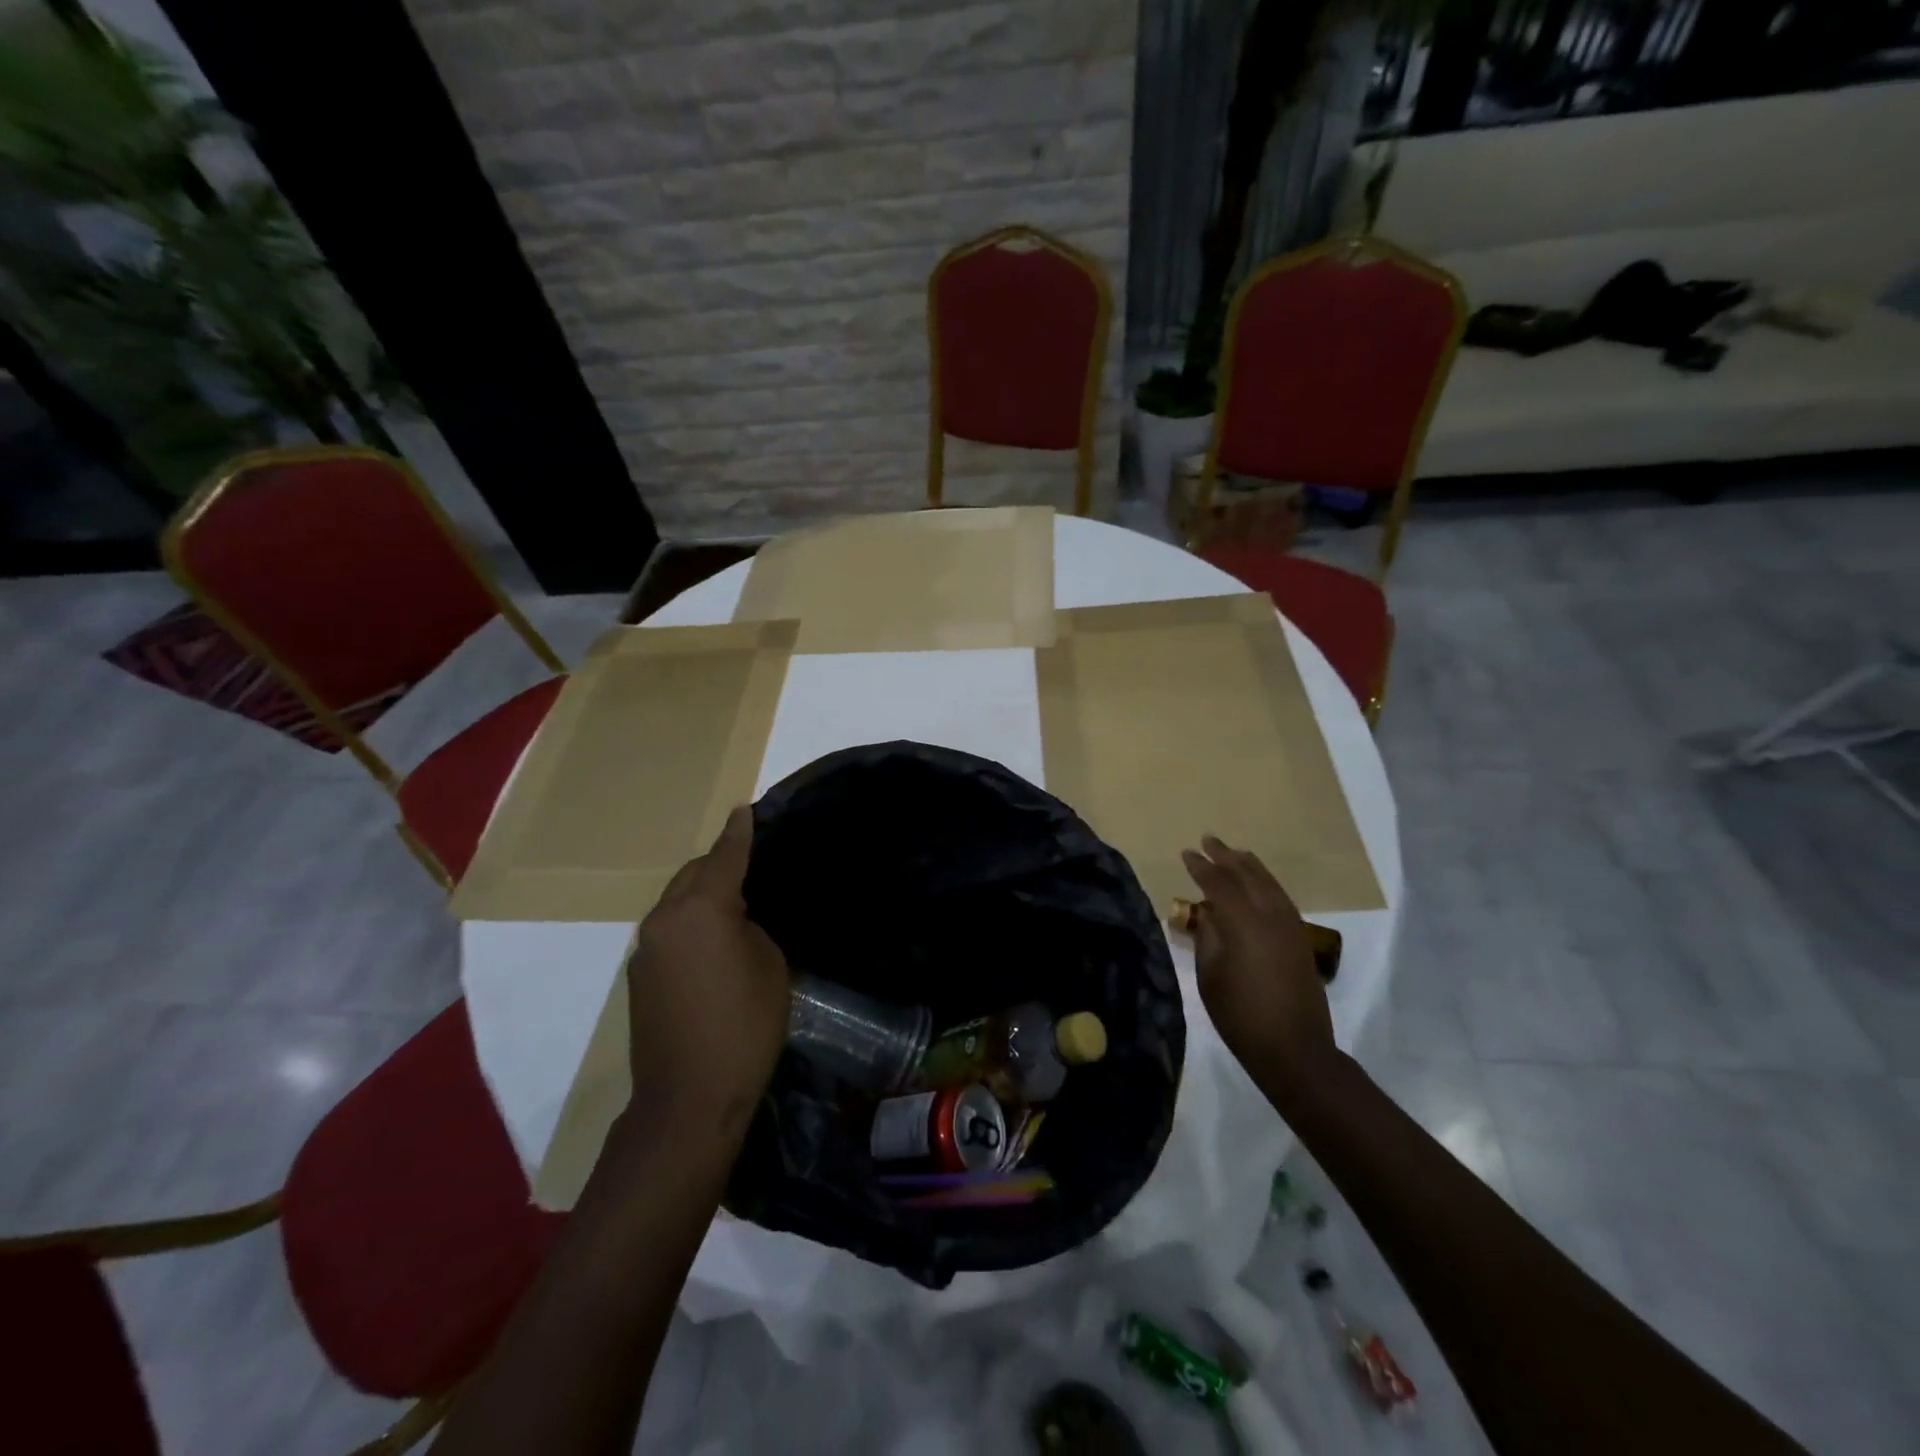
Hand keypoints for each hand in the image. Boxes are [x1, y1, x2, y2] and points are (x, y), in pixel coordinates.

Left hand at [627, 806, 790, 1138]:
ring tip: (735, 904)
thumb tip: (736, 919)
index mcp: (701, 910)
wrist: (688, 1098)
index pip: (724, 857)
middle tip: (752, 864)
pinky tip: (712, 944)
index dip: (739, 833)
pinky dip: (690, 922)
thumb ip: (751, 927)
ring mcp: (645, 948)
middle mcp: (665, 919)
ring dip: (703, 894)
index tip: (746, 810)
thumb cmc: (744, 1027)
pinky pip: (669, 930)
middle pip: (694, 874)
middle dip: (720, 863)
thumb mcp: (770, 966)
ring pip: (678, 901)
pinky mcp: (639, 975)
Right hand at [1179, 835, 1335, 1092]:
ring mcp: (1290, 926)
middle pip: (1247, 875)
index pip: (1218, 883)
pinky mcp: (1300, 938)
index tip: (1186, 853)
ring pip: (1269, 883)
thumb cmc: (1240, 1015)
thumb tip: (1209, 914)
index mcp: (1243, 923)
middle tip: (1209, 840)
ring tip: (1235, 853)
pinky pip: (1280, 897)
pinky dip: (1265, 883)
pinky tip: (1258, 884)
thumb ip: (1208, 938)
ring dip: (1249, 866)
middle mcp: (1270, 915)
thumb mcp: (1210, 976)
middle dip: (1226, 856)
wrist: (1294, 1048)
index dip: (1201, 867)